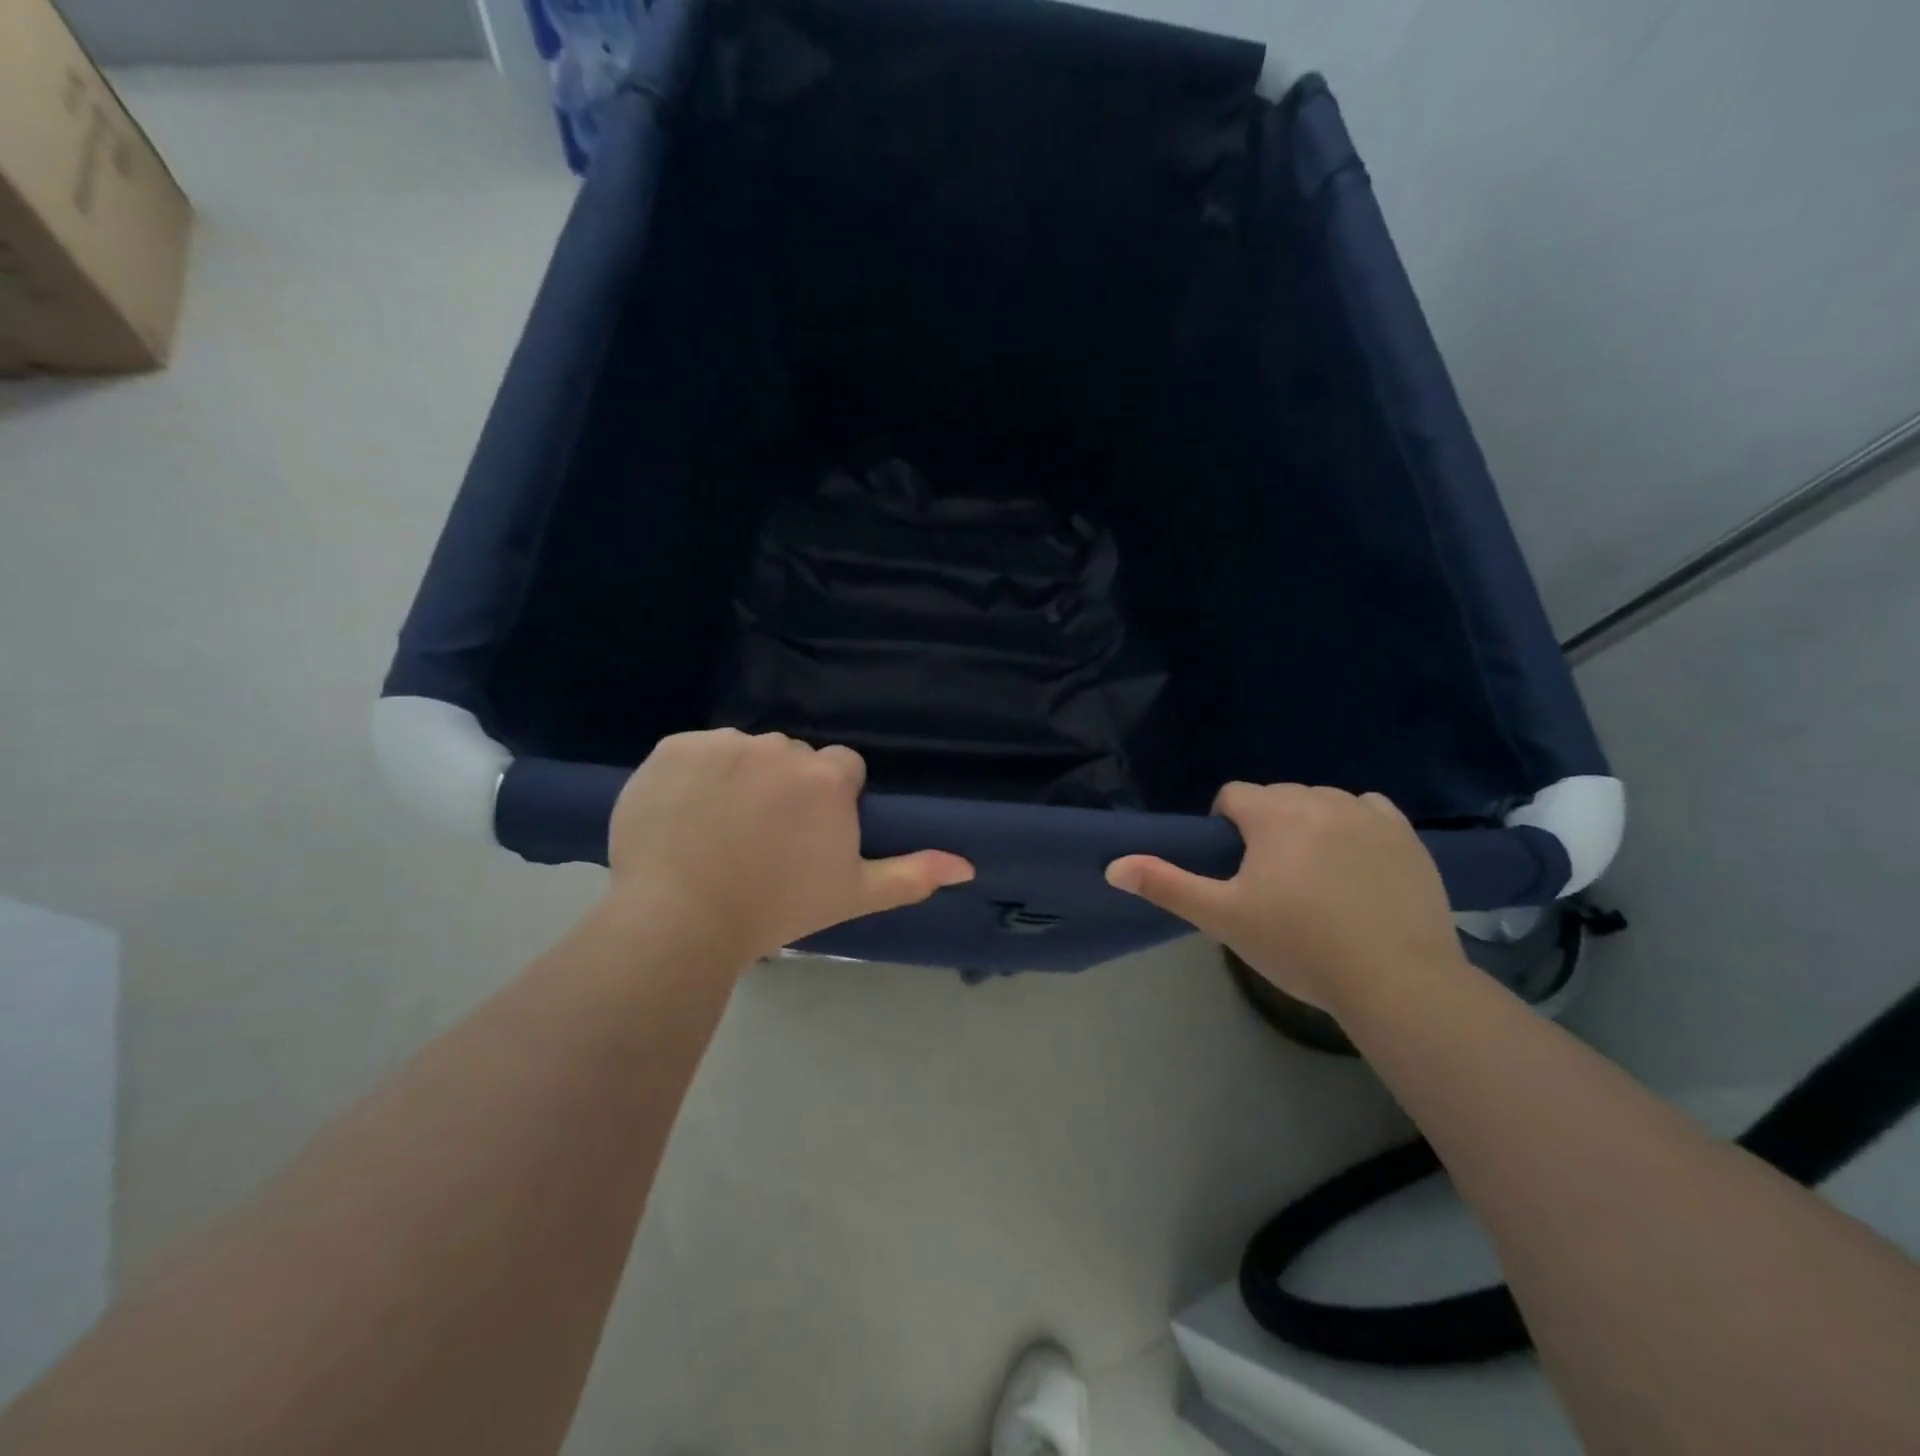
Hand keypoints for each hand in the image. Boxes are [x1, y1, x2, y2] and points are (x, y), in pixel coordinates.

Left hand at [606, 730, 974, 966]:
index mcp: (827, 777)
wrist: (680, 920)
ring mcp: (724, 744)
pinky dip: (692, 776)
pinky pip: (694, 752)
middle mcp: (781, 747)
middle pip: (792, 757)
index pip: (840, 768)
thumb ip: (912, 874)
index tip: (808, 835)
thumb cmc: (776, 908)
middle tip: (762, 837)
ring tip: (717, 829)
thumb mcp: (852, 894)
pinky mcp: (674, 748)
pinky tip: (683, 815)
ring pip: (743, 752)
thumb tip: (968, 866)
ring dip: (738, 777)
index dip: (828, 801)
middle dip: (784, 786)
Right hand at [1105, 783, 1463, 1015]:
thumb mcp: (1222, 918)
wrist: (1395, 980)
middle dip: (1266, 826)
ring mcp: (1368, 814)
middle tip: (1270, 881)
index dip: (1224, 828)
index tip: (1234, 869)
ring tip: (1314, 876)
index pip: (1232, 796)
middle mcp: (1320, 799)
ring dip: (1308, 825)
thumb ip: (1165, 884)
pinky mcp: (1406, 835)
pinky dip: (1355, 826)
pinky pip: (1369, 810)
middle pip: (1277, 797)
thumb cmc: (1298, 945)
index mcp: (1273, 813)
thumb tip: (1113, 865)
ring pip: (1321, 802)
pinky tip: (1356, 864)